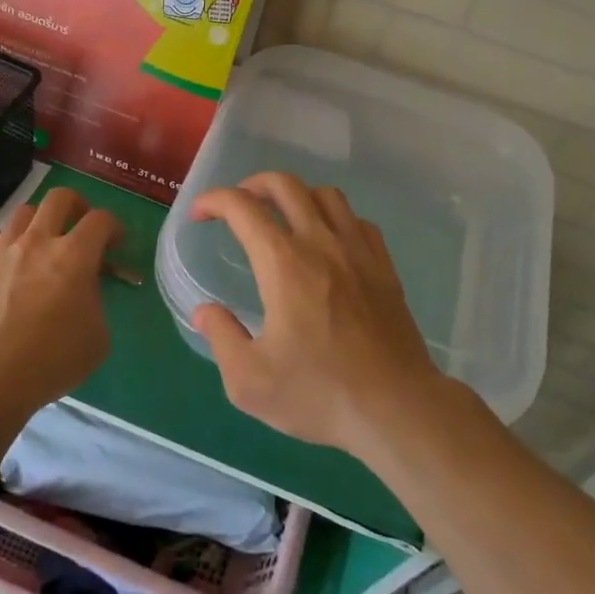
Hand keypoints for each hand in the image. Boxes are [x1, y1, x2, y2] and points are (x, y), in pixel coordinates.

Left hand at [0, 188, 122, 439]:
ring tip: (44, 242)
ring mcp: (4, 251)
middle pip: (60, 198)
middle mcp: (39, 241)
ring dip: (41, 221)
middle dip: (78, 206)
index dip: (114, 227)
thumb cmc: (53, 360)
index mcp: (75, 255)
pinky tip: (11, 258)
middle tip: (81, 227)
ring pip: (24, 212)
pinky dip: (6, 240)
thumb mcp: (98, 336)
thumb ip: (96, 301)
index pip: (101, 220)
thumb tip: (85, 289)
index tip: (116, 245)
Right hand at [189, 172, 445, 455]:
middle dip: (252, 184)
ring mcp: (358, 251)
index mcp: (283, 263)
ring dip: (296, 195)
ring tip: (282, 218)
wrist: (396, 408)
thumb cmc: (318, 394)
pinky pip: (356, 220)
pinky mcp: (383, 266)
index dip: (213, 201)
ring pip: (325, 194)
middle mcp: (321, 243)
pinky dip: (333, 217)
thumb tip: (204, 311)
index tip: (198, 215)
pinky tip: (327, 242)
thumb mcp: (249, 381)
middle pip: (285, 185)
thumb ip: (221, 337)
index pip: (242, 207)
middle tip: (237, 206)